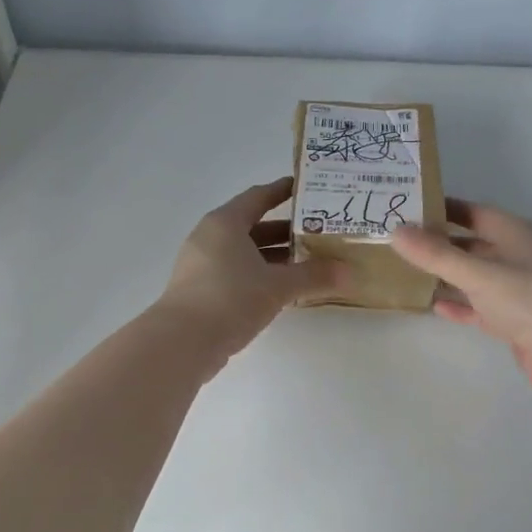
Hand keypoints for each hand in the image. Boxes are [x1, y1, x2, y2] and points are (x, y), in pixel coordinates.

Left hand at [158, 178, 343, 369]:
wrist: (182, 342)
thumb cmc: (230, 298)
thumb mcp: (277, 286)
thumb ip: (313, 276)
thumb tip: (348, 272)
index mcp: (225, 223)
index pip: (259, 197)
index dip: (283, 191)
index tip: (307, 189)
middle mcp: (210, 237)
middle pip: (253, 226)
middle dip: (286, 231)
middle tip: (319, 233)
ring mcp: (202, 264)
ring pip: (245, 252)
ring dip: (275, 257)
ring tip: (308, 263)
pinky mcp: (201, 290)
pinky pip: (236, 272)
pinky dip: (260, 275)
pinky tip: (283, 289)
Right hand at [391, 201, 531, 394]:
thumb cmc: (527, 298)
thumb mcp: (477, 272)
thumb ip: (435, 254)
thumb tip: (395, 231)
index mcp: (512, 233)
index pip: (471, 211)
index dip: (441, 208)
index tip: (406, 209)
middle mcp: (514, 256)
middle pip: (470, 244)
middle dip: (438, 244)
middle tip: (397, 243)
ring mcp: (515, 289)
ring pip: (473, 276)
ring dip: (445, 275)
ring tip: (406, 272)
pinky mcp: (512, 320)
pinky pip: (478, 306)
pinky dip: (459, 304)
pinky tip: (433, 306)